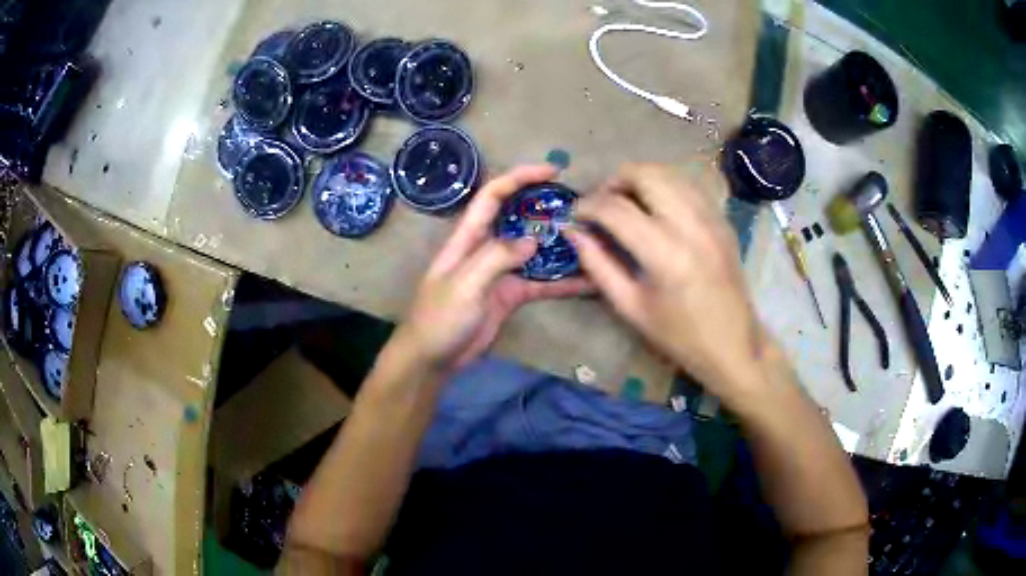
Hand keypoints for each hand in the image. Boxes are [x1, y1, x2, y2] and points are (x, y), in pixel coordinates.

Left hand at [391, 165, 592, 375]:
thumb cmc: (440, 319)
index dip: (520, 177)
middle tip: (581, 207)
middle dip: (546, 208)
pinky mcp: (511, 295)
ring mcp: (501, 271)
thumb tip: (533, 239)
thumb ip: (496, 258)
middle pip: (519, 218)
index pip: (493, 196)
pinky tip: (587, 283)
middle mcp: (486, 247)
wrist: (433, 359)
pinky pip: (541, 283)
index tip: (553, 170)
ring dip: (560, 245)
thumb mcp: (464, 285)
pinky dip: (562, 283)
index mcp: (468, 237)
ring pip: (535, 250)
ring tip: (593, 239)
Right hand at [567, 163, 766, 399]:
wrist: (734, 344)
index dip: (588, 205)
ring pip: (669, 172)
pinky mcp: (722, 219)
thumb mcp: (631, 307)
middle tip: (602, 203)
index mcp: (664, 253)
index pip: (615, 208)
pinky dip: (665, 186)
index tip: (575, 215)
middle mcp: (690, 224)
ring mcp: (711, 217)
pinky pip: (688, 185)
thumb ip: (598, 265)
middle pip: (644, 174)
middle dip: (614, 181)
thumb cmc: (679, 335)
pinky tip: (657, 207)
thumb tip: (573, 232)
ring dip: (640, 179)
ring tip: (627, 201)